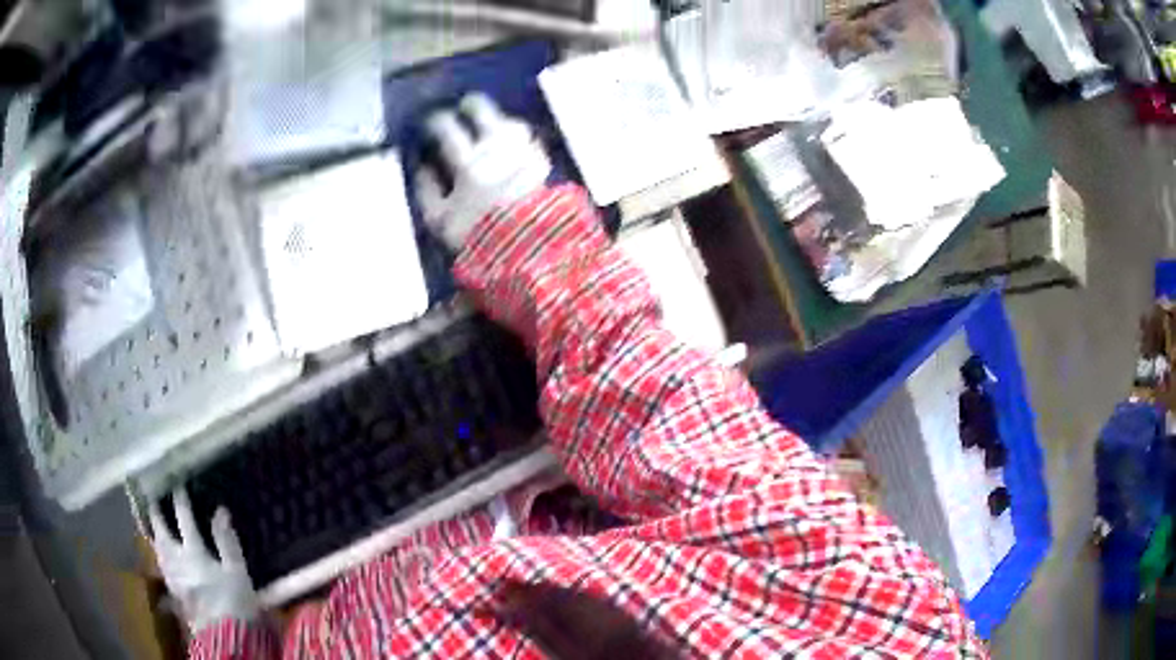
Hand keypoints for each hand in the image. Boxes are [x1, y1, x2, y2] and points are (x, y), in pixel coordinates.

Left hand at [148, 489, 259, 631]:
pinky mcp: (174, 592)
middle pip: (162, 532)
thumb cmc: (234, 602)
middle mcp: (177, 560)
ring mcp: (173, 577)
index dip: (180, 500)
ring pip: (158, 549)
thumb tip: (220, 510)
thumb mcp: (237, 572)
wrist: (225, 636)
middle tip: (152, 501)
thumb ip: (226, 541)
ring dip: (155, 534)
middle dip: (157, 515)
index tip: (176, 484)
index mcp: (193, 551)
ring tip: (153, 525)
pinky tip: (162, 557)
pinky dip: (160, 555)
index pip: (184, 519)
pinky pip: (162, 566)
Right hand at [415, 93, 551, 249]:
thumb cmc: (478, 238)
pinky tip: (514, 143)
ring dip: (499, 119)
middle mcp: (497, 150)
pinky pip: (531, 141)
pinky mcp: (544, 163)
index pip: (448, 129)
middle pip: (483, 112)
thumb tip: (420, 168)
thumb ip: (427, 192)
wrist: (529, 251)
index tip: (432, 120)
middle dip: (471, 104)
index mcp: (468, 163)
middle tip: (465, 105)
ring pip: (511, 123)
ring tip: (492, 123)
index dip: (437, 121)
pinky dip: (519, 138)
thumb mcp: (440, 221)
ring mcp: (524, 154)